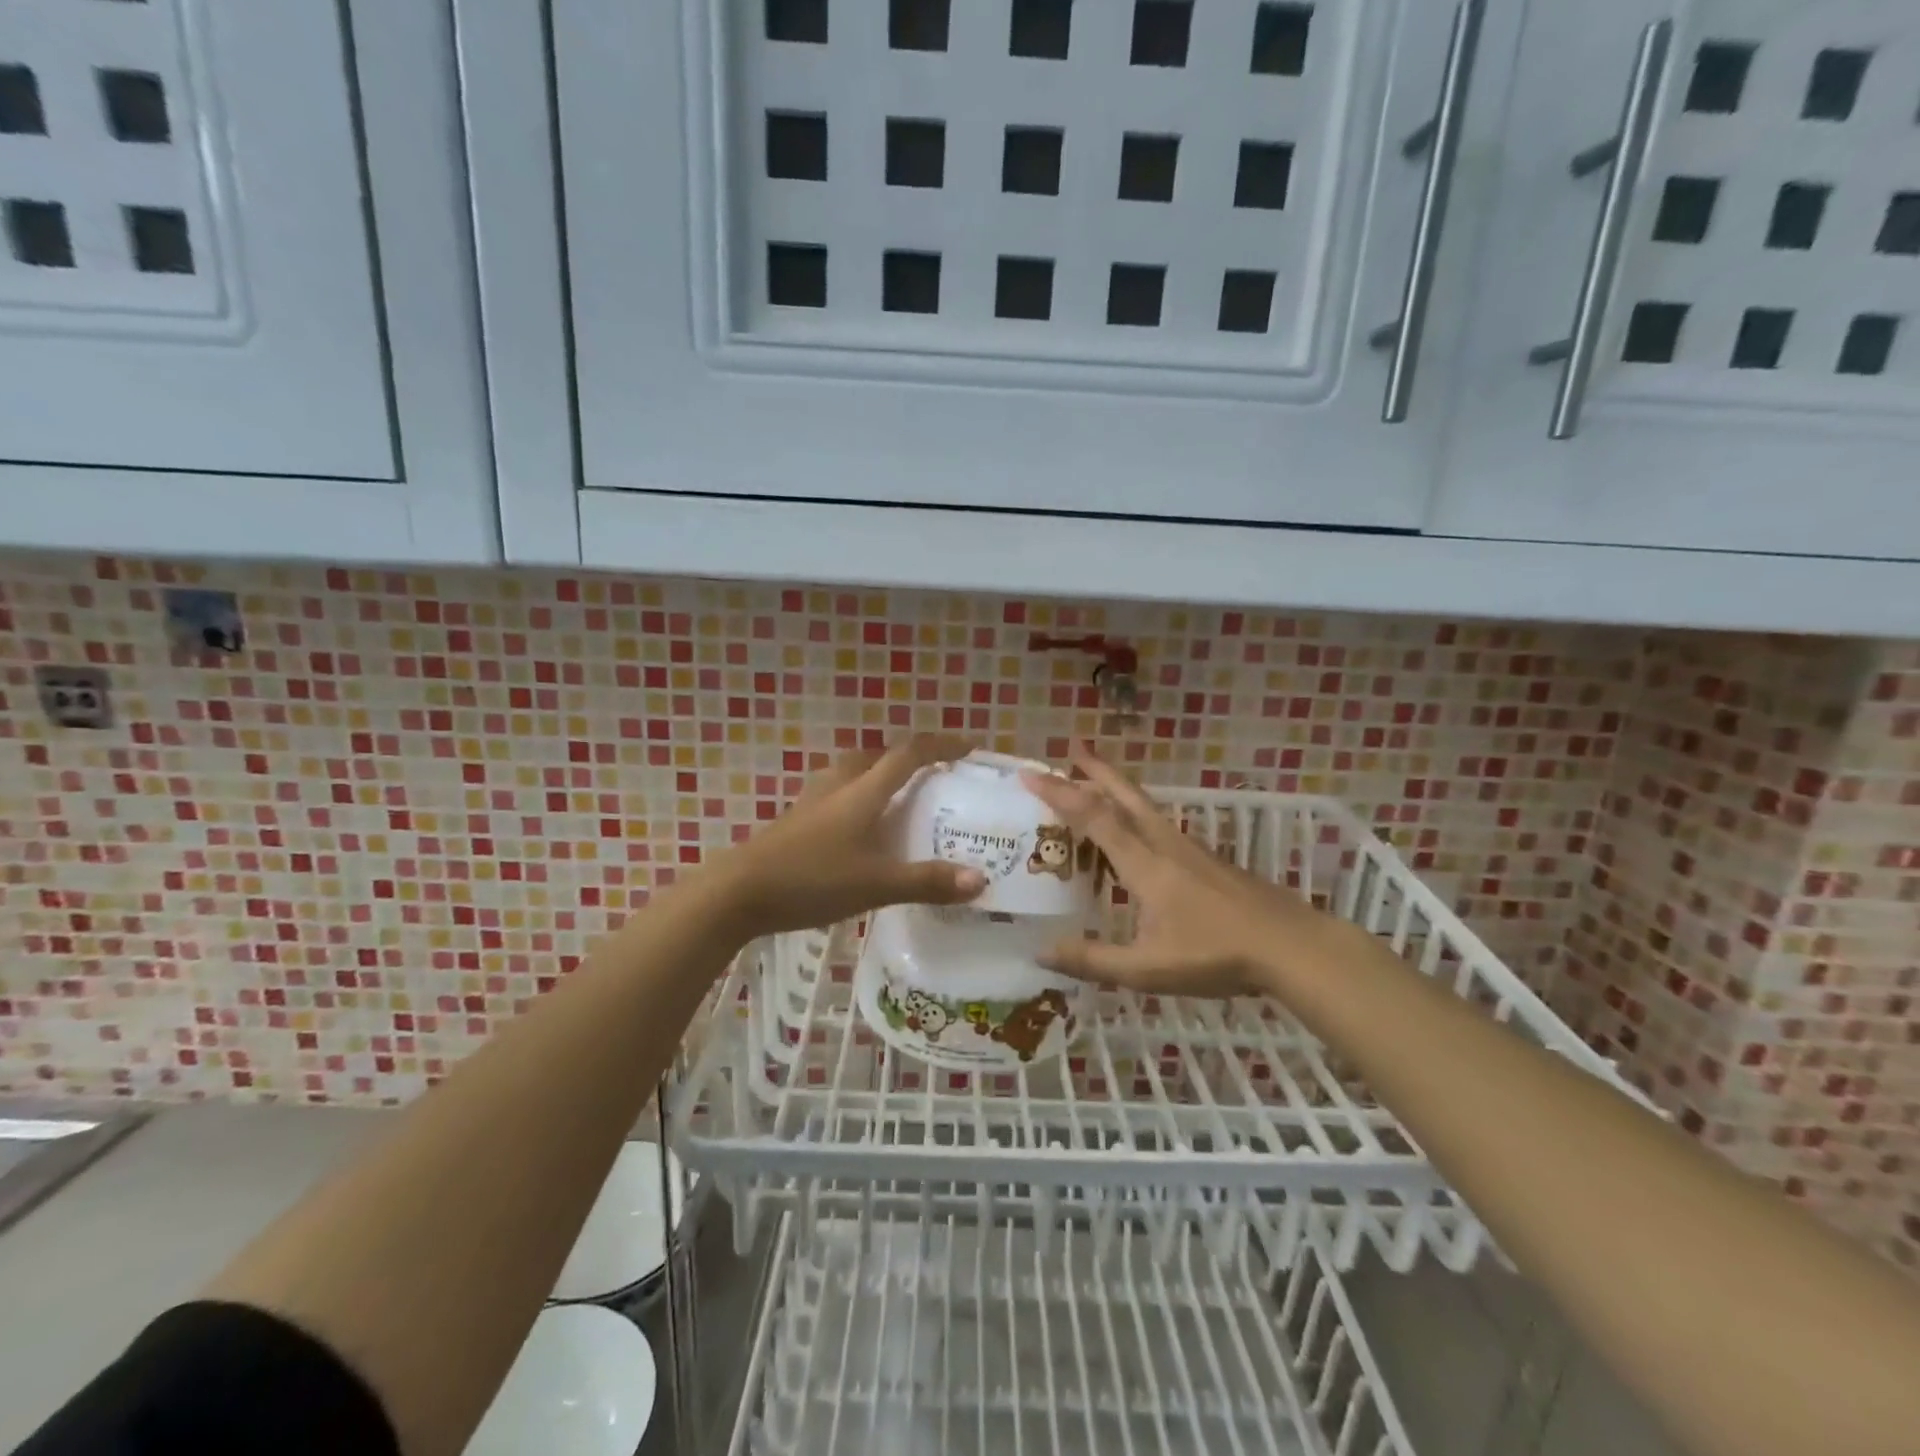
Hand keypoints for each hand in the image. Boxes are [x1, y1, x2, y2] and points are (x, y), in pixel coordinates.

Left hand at [712, 734, 985, 937]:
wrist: (738, 892)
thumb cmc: (812, 879)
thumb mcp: (876, 884)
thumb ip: (927, 881)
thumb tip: (981, 880)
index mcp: (863, 790)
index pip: (909, 753)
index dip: (942, 744)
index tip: (969, 746)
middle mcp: (839, 785)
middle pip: (877, 756)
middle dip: (908, 759)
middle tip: (933, 778)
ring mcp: (812, 801)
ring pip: (852, 773)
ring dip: (879, 776)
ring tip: (898, 801)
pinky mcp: (796, 820)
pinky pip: (836, 795)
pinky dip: (857, 799)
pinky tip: (859, 831)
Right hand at [1023, 743, 1360, 998]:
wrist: (1291, 946)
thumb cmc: (1216, 955)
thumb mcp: (1147, 968)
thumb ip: (1093, 961)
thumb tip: (1039, 953)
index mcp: (1144, 865)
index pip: (1094, 818)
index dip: (1060, 794)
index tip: (1031, 774)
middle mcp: (1164, 846)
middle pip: (1125, 796)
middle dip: (1095, 770)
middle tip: (1073, 747)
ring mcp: (1191, 850)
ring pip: (1145, 807)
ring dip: (1117, 788)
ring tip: (1096, 781)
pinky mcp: (1208, 861)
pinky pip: (1160, 825)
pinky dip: (1136, 814)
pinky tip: (1139, 833)